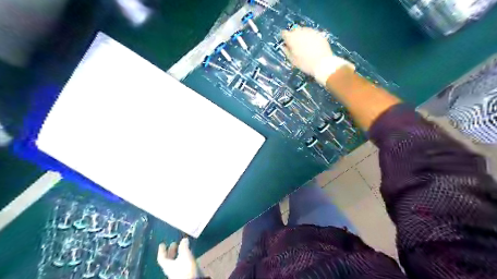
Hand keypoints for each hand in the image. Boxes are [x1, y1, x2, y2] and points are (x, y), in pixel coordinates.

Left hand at [157, 238, 198, 278]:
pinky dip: (183, 259)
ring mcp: (176, 272)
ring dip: (178, 255)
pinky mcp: (183, 274)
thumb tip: (184, 239)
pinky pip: (181, 264)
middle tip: (174, 244)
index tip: (162, 244)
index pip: (162, 257)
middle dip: (171, 251)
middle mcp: (170, 269)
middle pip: (168, 260)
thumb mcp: (185, 255)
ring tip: (182, 248)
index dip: (162, 250)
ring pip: (175, 262)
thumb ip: (184, 247)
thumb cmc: (184, 268)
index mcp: (167, 265)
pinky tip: (188, 256)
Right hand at [281, 27, 349, 85]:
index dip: (284, 38)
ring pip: (303, 31)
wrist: (323, 63)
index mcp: (292, 38)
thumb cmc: (305, 64)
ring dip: (302, 36)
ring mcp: (311, 31)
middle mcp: (301, 31)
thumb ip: (287, 52)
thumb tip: (285, 46)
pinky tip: (312, 46)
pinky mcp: (319, 33)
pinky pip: (311, 34)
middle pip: (294, 31)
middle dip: (294, 36)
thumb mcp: (293, 60)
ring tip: (305, 46)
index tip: (286, 44)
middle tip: (296, 46)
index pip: (284, 33)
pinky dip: (310, 38)